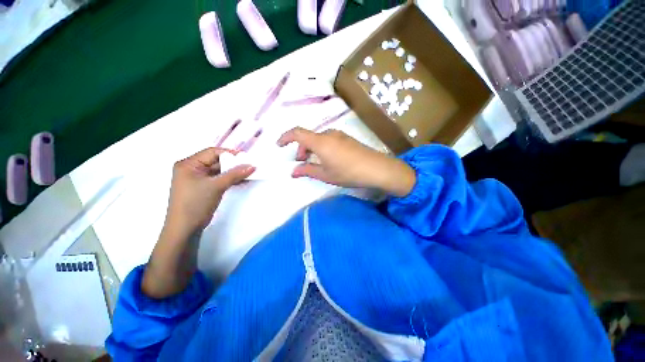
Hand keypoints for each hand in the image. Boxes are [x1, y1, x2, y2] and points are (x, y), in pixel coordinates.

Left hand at [164, 147, 254, 235]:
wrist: (185, 229)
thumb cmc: (195, 203)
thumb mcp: (216, 186)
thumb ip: (235, 174)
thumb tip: (252, 166)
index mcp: (188, 164)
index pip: (212, 152)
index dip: (230, 153)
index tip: (246, 157)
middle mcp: (192, 169)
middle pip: (216, 161)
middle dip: (234, 164)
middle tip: (250, 165)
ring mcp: (198, 179)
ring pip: (219, 171)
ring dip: (234, 173)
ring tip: (249, 173)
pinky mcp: (204, 188)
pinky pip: (219, 179)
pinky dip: (230, 180)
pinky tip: (243, 180)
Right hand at [277, 127, 415, 196]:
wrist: (376, 168)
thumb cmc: (348, 172)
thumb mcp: (325, 175)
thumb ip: (307, 171)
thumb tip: (293, 172)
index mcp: (320, 142)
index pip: (297, 133)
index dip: (286, 137)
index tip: (279, 145)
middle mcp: (329, 134)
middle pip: (309, 136)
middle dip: (301, 148)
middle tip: (301, 161)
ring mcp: (340, 135)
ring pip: (319, 138)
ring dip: (312, 148)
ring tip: (315, 162)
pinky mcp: (347, 138)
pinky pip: (329, 139)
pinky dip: (322, 147)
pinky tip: (328, 159)